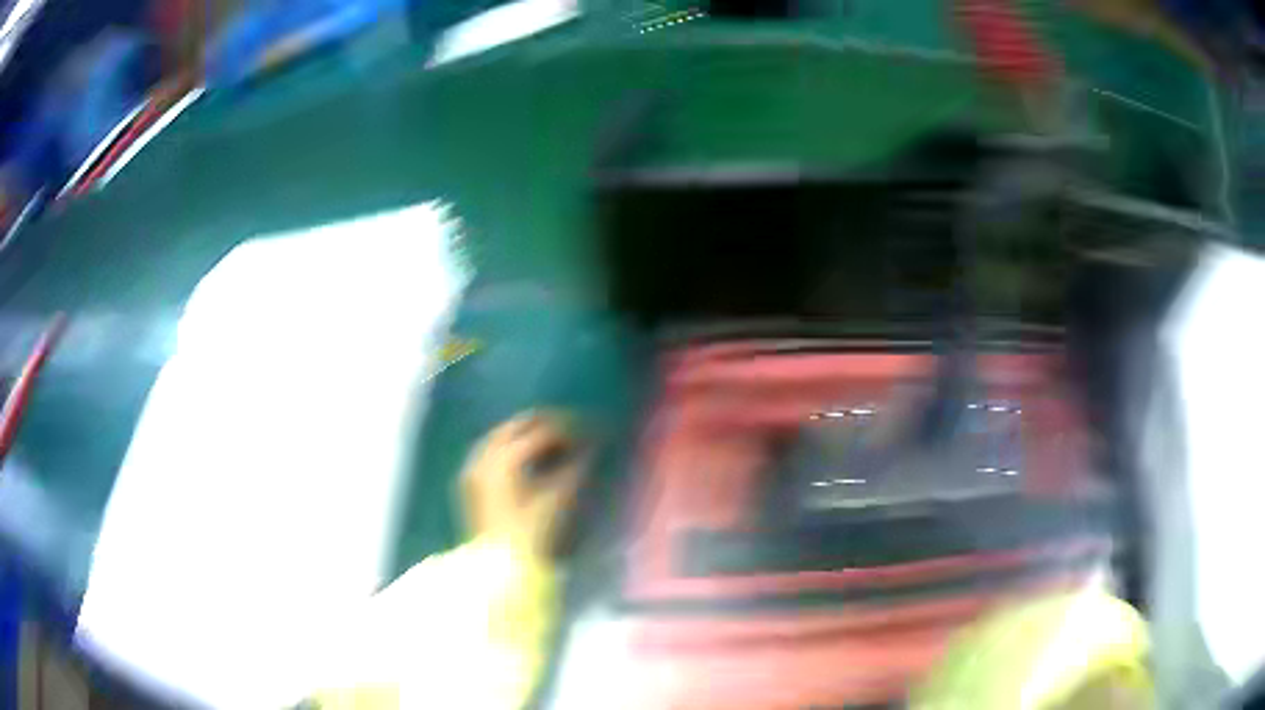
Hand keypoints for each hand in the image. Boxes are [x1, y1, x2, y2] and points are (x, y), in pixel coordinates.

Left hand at [459, 411, 587, 558]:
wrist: (499, 566)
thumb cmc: (532, 535)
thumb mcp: (558, 500)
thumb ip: (576, 468)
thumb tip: (592, 449)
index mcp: (506, 458)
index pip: (544, 430)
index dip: (570, 428)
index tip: (591, 431)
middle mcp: (485, 454)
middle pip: (518, 424)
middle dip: (547, 423)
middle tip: (574, 429)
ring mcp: (474, 466)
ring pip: (502, 435)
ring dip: (528, 433)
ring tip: (555, 443)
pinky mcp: (471, 479)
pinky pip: (492, 450)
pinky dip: (511, 447)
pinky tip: (530, 459)